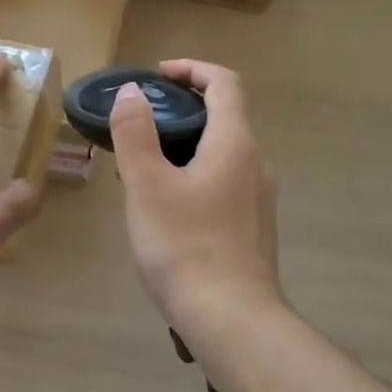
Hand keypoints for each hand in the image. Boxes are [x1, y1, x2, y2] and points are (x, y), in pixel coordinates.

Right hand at [110, 59, 282, 342]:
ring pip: (221, 155)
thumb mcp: (147, 184)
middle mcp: (255, 164)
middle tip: (139, 128)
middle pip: (223, 118)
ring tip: (143, 172)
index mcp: (234, 144)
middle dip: (180, 112)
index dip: (192, 69)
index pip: (224, 83)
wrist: (232, 322)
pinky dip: (195, 177)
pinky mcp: (253, 230)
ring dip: (185, 148)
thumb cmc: (185, 245)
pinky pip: (223, 185)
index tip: (157, 76)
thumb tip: (133, 92)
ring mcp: (258, 200)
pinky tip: (167, 211)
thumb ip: (135, 132)